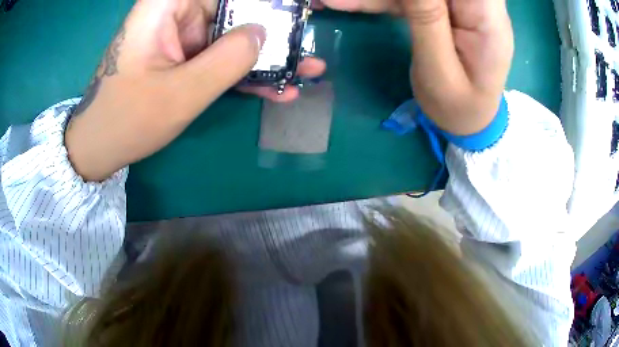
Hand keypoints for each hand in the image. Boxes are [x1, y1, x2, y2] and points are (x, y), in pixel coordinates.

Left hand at [65, 0, 325, 181]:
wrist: (100, 146)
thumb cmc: (127, 119)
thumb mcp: (181, 93)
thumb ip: (228, 59)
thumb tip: (263, 34)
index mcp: (167, 4)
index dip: (262, 0)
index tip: (294, 7)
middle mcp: (176, 11)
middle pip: (234, 7)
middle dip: (272, 26)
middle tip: (305, 42)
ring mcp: (181, 35)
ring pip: (232, 34)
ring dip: (266, 55)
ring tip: (304, 70)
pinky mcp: (184, 55)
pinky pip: (220, 56)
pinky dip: (245, 72)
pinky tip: (277, 88)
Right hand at [320, 0, 512, 134]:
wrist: (469, 119)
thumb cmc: (459, 106)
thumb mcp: (439, 67)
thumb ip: (425, 16)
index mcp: (487, 16)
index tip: (391, 0)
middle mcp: (477, 3)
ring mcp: (460, 5)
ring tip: (334, 0)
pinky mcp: (443, 9)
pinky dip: (380, 1)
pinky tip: (346, 3)